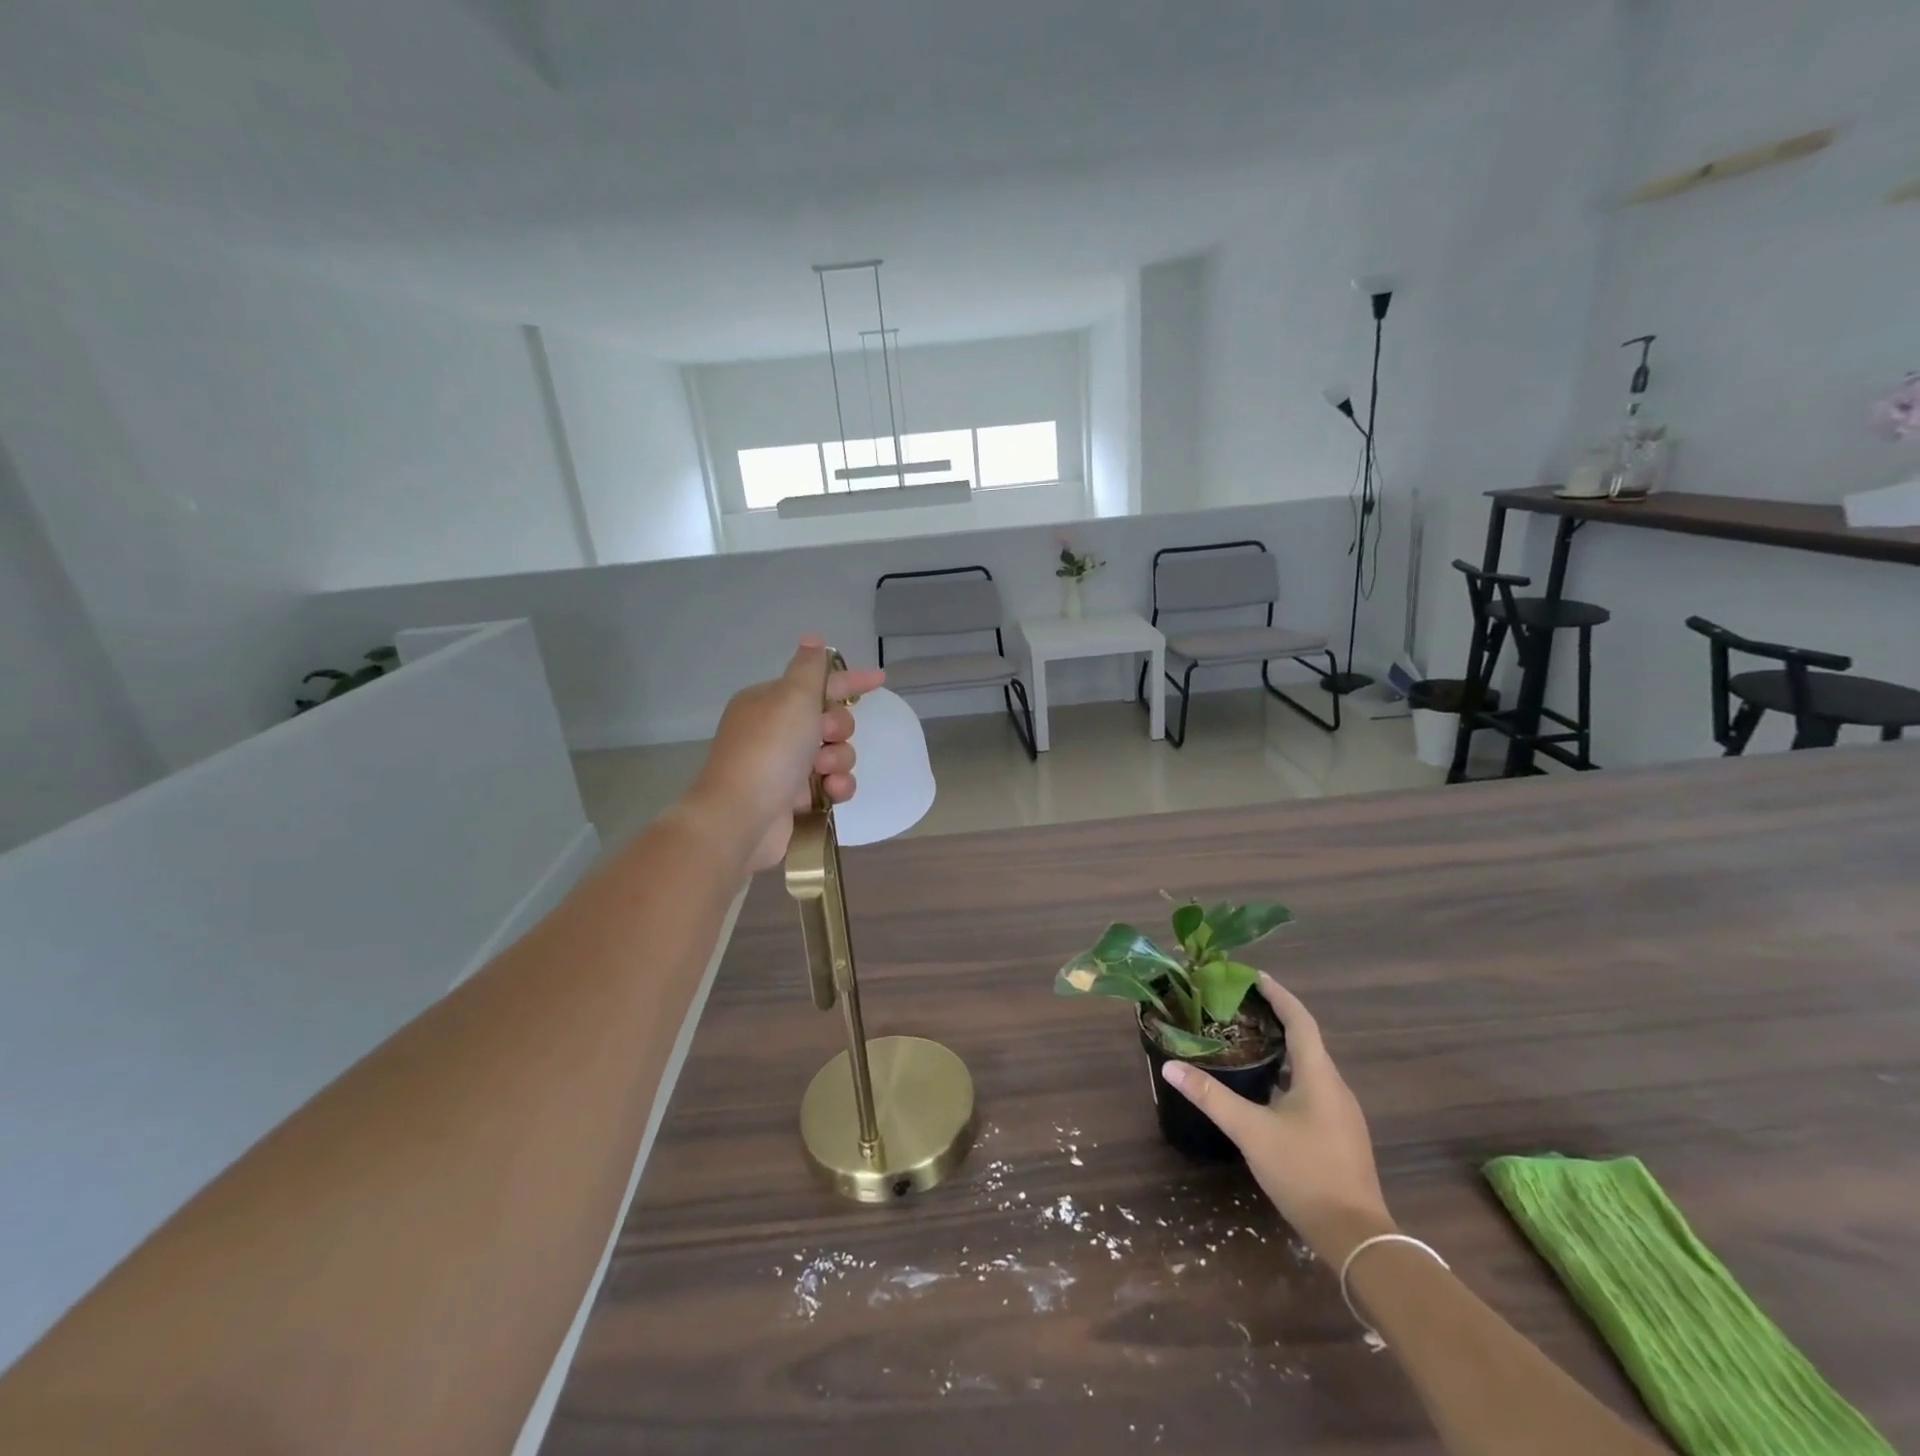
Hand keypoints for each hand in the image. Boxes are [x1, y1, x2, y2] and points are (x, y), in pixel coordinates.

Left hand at [683, 637, 885, 873]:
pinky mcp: (794, 798)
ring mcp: (784, 766)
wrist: (741, 816)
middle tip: (826, 736)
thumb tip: (811, 637)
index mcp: (770, 701)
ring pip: (834, 753)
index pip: (818, 682)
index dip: (849, 681)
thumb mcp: (793, 697)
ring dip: (839, 760)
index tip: (880, 679)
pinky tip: (831, 792)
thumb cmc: (770, 749)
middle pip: (830, 720)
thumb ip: (809, 667)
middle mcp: (775, 731)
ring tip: (824, 772)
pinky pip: (831, 784)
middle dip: (839, 729)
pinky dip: (836, 786)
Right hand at [1161, 975, 1395, 1263]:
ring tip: (1246, 1039)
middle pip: (1306, 1039)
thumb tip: (1170, 1066)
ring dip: (1282, 1047)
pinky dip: (1287, 1074)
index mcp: (1319, 1076)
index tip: (1254, 975)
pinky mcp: (1339, 1134)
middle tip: (1239, 1005)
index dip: (1278, 995)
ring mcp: (1341, 1113)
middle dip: (1276, 1017)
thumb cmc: (1305, 1173)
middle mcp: (1335, 1087)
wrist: (1357, 1237)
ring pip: (1309, 1066)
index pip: (1300, 1020)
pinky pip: (1312, 1088)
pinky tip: (1265, 1088)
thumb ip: (1211, 1097)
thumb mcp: (1251, 1132)